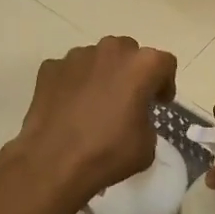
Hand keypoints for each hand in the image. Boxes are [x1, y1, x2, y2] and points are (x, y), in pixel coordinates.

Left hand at [10, 37, 177, 204]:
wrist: (53, 162)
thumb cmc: (108, 153)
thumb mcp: (146, 145)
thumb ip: (146, 119)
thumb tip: (133, 118)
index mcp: (142, 66)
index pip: (165, 63)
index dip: (165, 83)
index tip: (159, 103)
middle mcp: (110, 51)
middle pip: (129, 52)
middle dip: (132, 72)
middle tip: (129, 99)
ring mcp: (76, 57)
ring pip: (97, 58)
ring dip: (103, 74)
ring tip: (96, 103)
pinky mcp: (50, 68)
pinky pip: (70, 71)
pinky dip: (74, 83)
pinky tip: (71, 107)